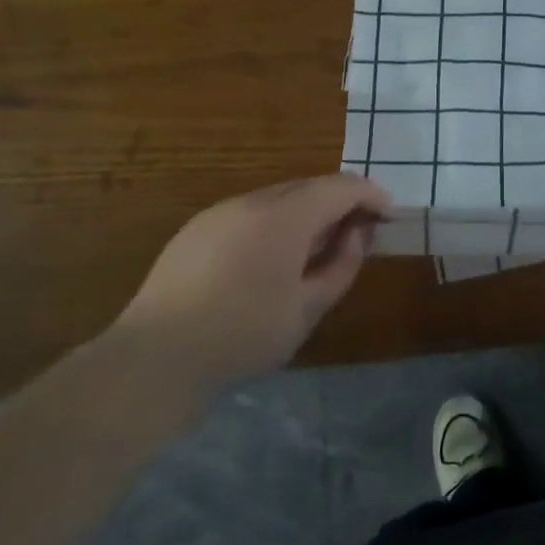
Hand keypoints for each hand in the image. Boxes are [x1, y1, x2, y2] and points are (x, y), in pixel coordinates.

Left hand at [111, 174, 392, 386]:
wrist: (156, 357)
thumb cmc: (242, 335)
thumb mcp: (308, 309)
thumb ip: (341, 265)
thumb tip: (356, 235)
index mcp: (285, 216)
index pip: (341, 187)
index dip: (371, 196)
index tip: (389, 216)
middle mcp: (252, 201)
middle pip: (309, 186)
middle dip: (340, 203)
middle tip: (357, 234)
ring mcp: (220, 212)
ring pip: (278, 198)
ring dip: (307, 213)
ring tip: (316, 250)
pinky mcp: (196, 229)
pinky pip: (250, 213)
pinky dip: (275, 222)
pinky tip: (272, 258)